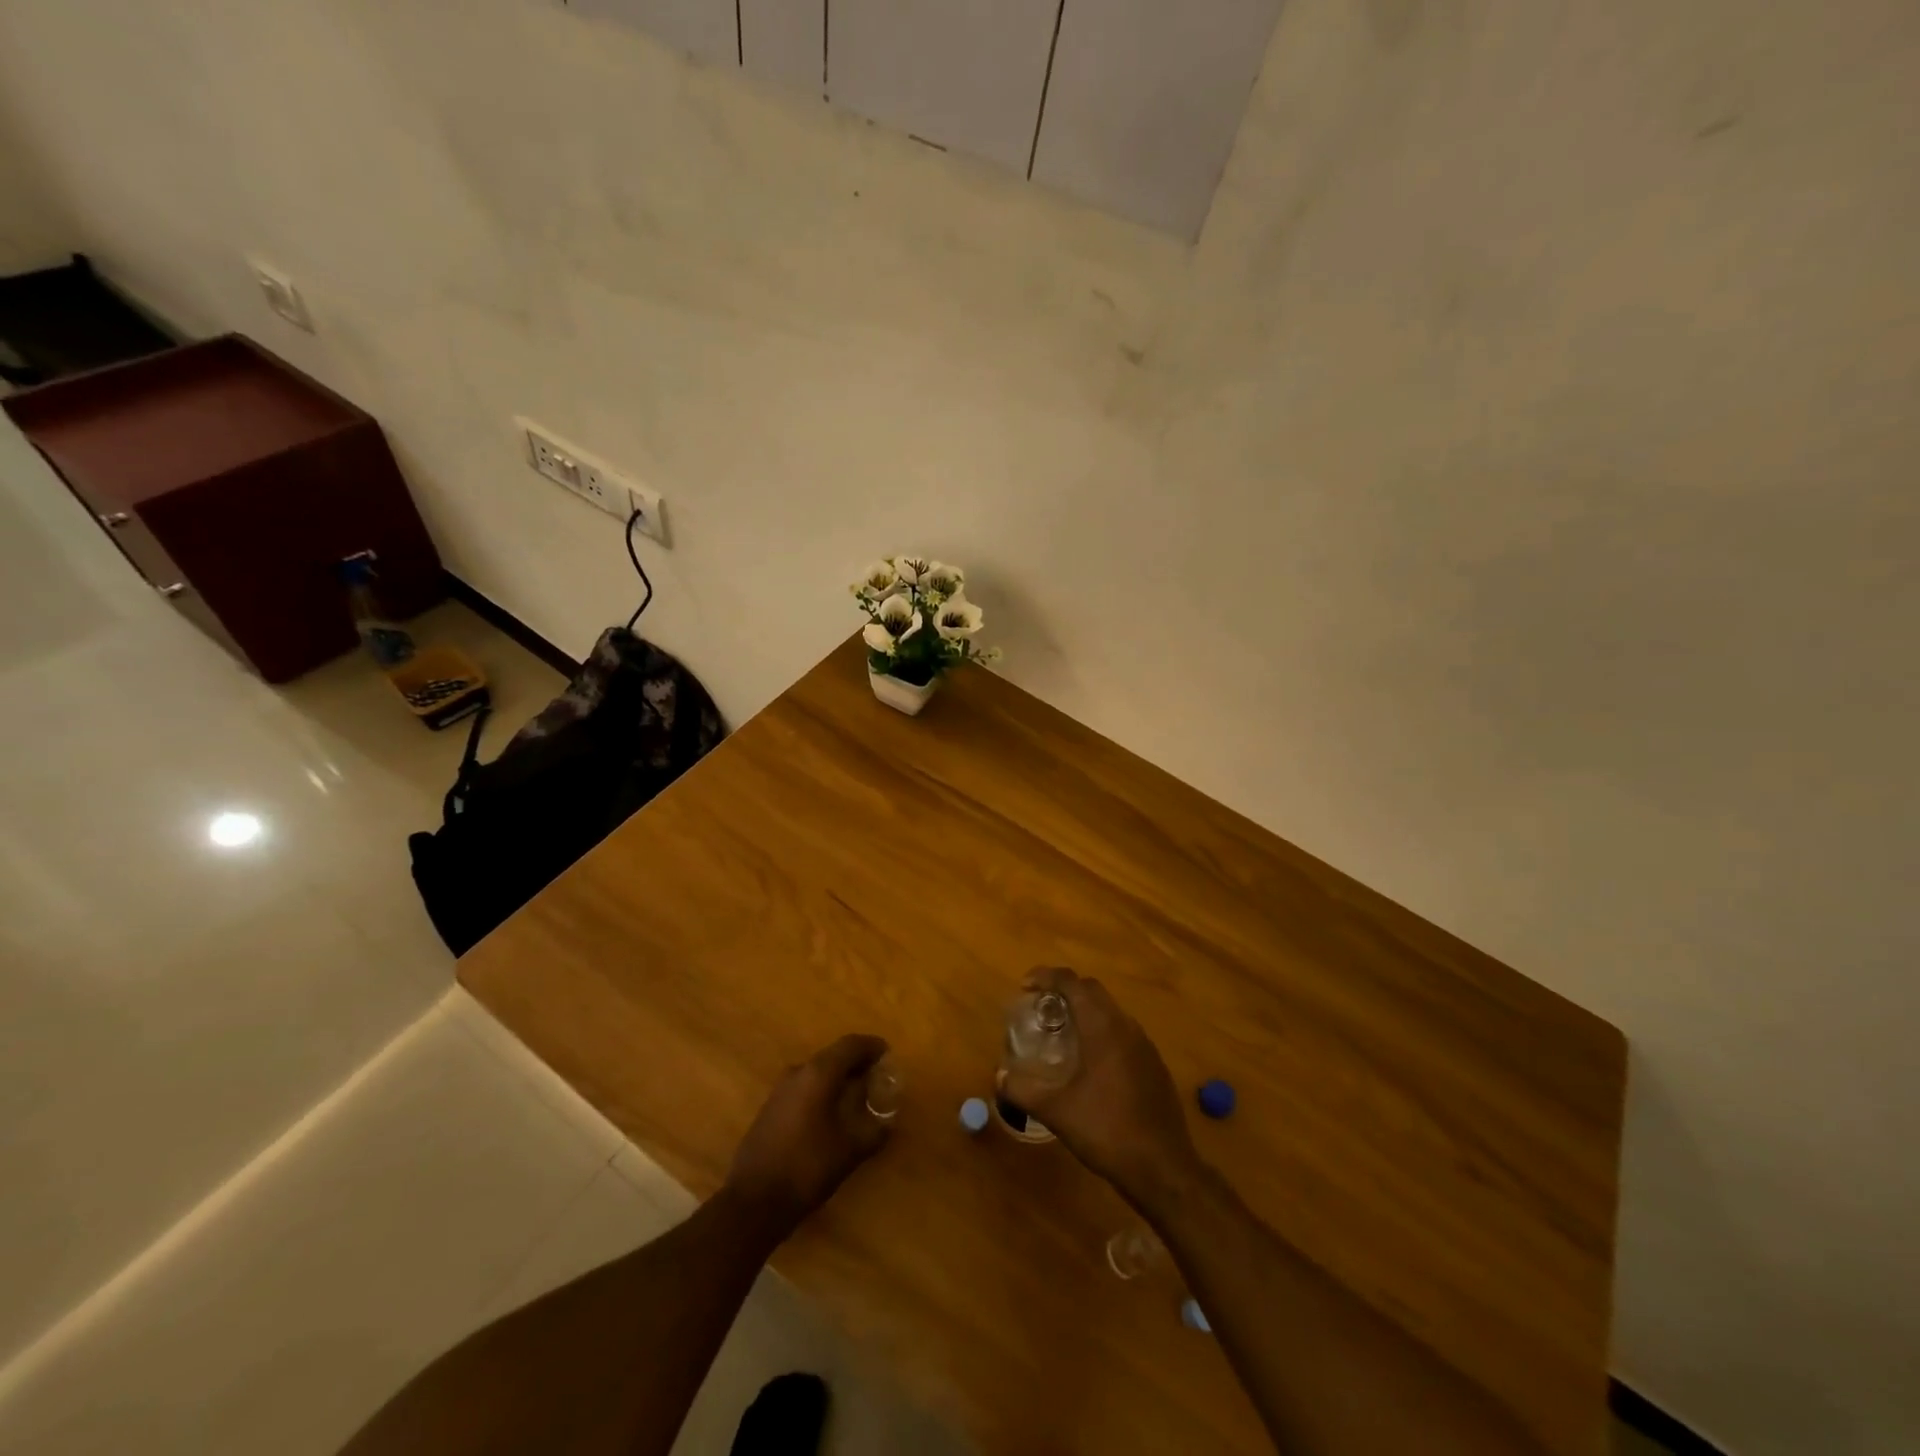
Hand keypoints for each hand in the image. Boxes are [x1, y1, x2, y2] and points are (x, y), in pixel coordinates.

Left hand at [725, 1034, 892, 1233]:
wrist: (754, 1201)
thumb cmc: (808, 1167)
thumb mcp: (851, 1150)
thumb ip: (875, 1130)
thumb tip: (888, 1121)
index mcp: (818, 1073)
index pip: (850, 1045)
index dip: (871, 1046)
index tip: (887, 1053)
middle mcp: (797, 1073)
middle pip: (832, 1056)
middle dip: (855, 1063)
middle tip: (876, 1076)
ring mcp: (780, 1090)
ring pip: (816, 1072)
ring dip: (837, 1078)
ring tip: (856, 1095)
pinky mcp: (770, 1109)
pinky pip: (803, 1088)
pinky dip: (821, 1091)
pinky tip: (830, 1114)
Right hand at [1002, 969, 1203, 1212]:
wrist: (1163, 1169)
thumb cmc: (1107, 1131)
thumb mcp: (1056, 1111)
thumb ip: (1023, 1090)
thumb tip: (998, 1076)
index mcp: (1103, 1027)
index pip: (1072, 983)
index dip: (1046, 976)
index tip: (1025, 986)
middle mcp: (1126, 1027)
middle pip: (1093, 990)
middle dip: (1064, 990)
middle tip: (1040, 1007)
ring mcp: (1145, 1046)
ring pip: (1110, 1011)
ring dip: (1085, 1011)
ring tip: (1061, 1032)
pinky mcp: (1154, 1065)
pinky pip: (1123, 1033)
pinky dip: (1102, 1032)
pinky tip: (1090, 1063)